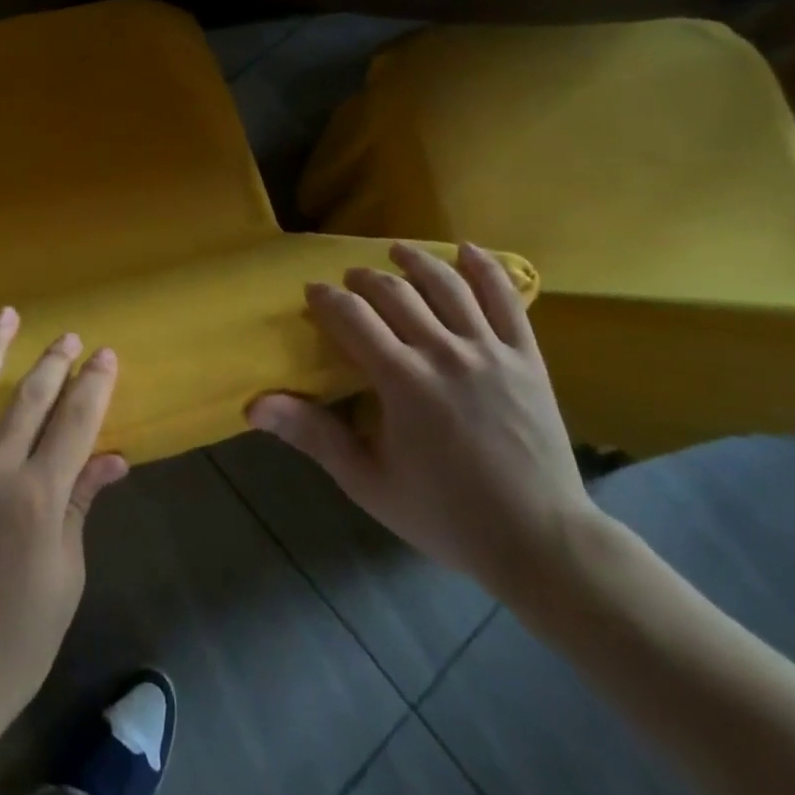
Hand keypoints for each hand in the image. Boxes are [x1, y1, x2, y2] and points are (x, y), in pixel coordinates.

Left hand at [0, 307, 129, 739]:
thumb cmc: (15, 638)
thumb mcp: (65, 576)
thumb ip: (80, 506)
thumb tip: (111, 459)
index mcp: (38, 494)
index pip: (76, 421)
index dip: (94, 384)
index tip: (106, 355)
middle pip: (30, 399)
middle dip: (54, 363)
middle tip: (68, 337)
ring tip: (4, 315)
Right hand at [247, 242, 596, 601]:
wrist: (540, 543)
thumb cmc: (445, 513)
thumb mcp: (367, 481)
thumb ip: (312, 435)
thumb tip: (254, 405)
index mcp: (402, 380)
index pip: (351, 316)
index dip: (326, 298)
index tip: (313, 293)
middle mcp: (443, 352)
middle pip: (394, 292)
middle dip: (363, 279)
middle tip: (349, 283)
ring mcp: (489, 351)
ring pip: (446, 285)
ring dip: (415, 261)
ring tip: (397, 252)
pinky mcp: (526, 357)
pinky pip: (506, 300)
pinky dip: (485, 269)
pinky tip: (466, 251)